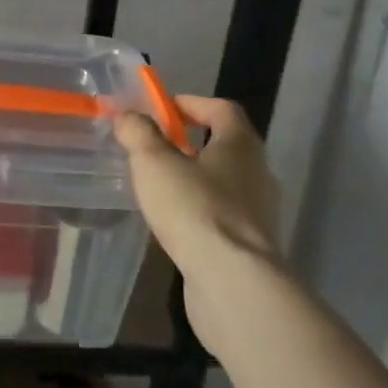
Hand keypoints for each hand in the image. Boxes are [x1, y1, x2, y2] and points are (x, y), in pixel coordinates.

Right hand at [115, 96, 281, 352]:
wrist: (233, 284)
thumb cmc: (195, 209)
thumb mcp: (154, 163)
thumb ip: (138, 134)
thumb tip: (128, 116)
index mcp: (241, 144)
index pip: (222, 109)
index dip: (192, 103)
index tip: (164, 109)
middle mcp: (258, 173)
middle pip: (226, 146)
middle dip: (191, 144)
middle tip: (156, 148)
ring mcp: (259, 214)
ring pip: (225, 184)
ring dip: (195, 181)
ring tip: (160, 187)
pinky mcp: (251, 248)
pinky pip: (223, 218)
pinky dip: (200, 213)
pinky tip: (175, 225)